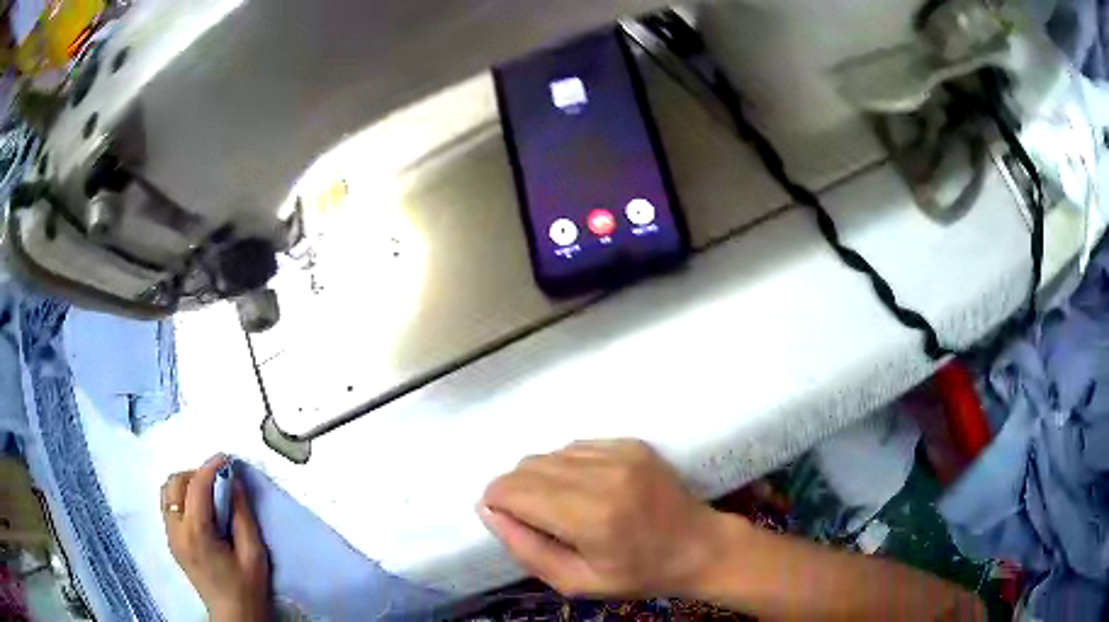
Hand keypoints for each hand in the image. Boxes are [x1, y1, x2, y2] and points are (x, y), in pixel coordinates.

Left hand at [162, 455, 270, 621]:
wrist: (233, 616)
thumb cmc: (248, 588)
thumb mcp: (254, 553)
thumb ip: (242, 515)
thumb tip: (234, 481)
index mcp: (197, 533)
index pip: (196, 486)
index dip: (211, 466)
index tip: (227, 458)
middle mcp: (176, 530)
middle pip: (176, 482)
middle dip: (196, 473)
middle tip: (219, 480)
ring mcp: (170, 535)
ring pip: (167, 491)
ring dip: (186, 483)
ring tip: (208, 492)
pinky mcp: (171, 540)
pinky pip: (168, 505)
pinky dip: (181, 496)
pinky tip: (199, 508)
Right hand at [479, 439, 730, 598]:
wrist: (700, 546)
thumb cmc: (639, 574)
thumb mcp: (576, 582)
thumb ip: (527, 549)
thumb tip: (489, 512)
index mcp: (589, 516)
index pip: (513, 489)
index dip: (496, 502)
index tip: (505, 520)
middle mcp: (603, 474)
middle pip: (527, 466)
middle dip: (515, 491)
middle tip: (534, 520)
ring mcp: (620, 453)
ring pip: (549, 454)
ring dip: (541, 478)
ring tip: (564, 507)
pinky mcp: (631, 443)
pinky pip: (576, 447)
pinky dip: (567, 467)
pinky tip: (587, 490)